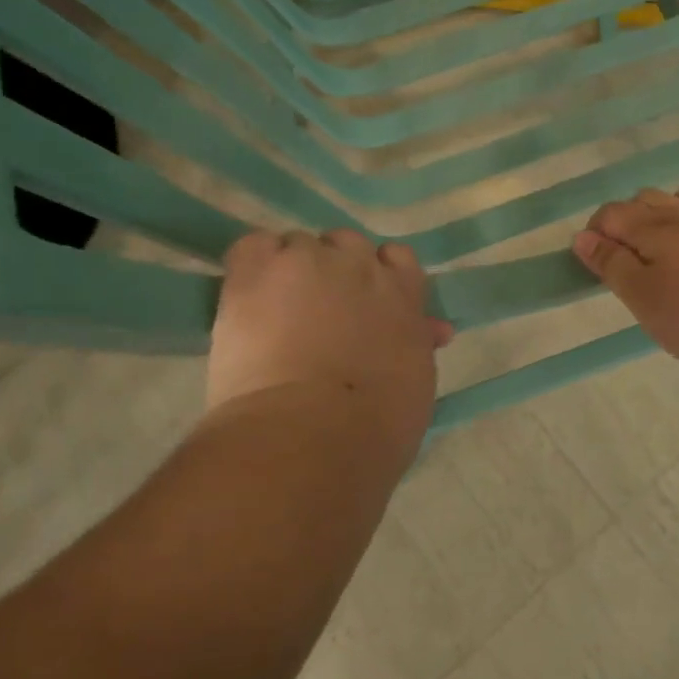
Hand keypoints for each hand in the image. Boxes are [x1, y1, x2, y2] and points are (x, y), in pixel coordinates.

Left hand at [208, 230, 453, 424]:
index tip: (364, 302)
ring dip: (290, 270)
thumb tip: (431, 329)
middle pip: (345, 245)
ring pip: (298, 246)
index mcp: (402, 293)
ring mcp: (308, 261)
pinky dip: (251, 264)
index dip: (378, 275)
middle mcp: (359, 264)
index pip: (396, 258)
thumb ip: (416, 343)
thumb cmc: (374, 427)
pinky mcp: (258, 269)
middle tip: (317, 311)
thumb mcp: (414, 381)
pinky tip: (247, 295)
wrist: (311, 433)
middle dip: (332, 270)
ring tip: (273, 312)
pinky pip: (254, 245)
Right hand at [573, 176, 678, 370]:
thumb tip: (582, 237)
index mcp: (652, 231)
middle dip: (629, 216)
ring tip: (665, 219)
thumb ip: (611, 265)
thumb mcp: (643, 298)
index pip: (612, 215)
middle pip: (648, 199)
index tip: (592, 257)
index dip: (597, 231)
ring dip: (673, 199)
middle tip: (624, 249)